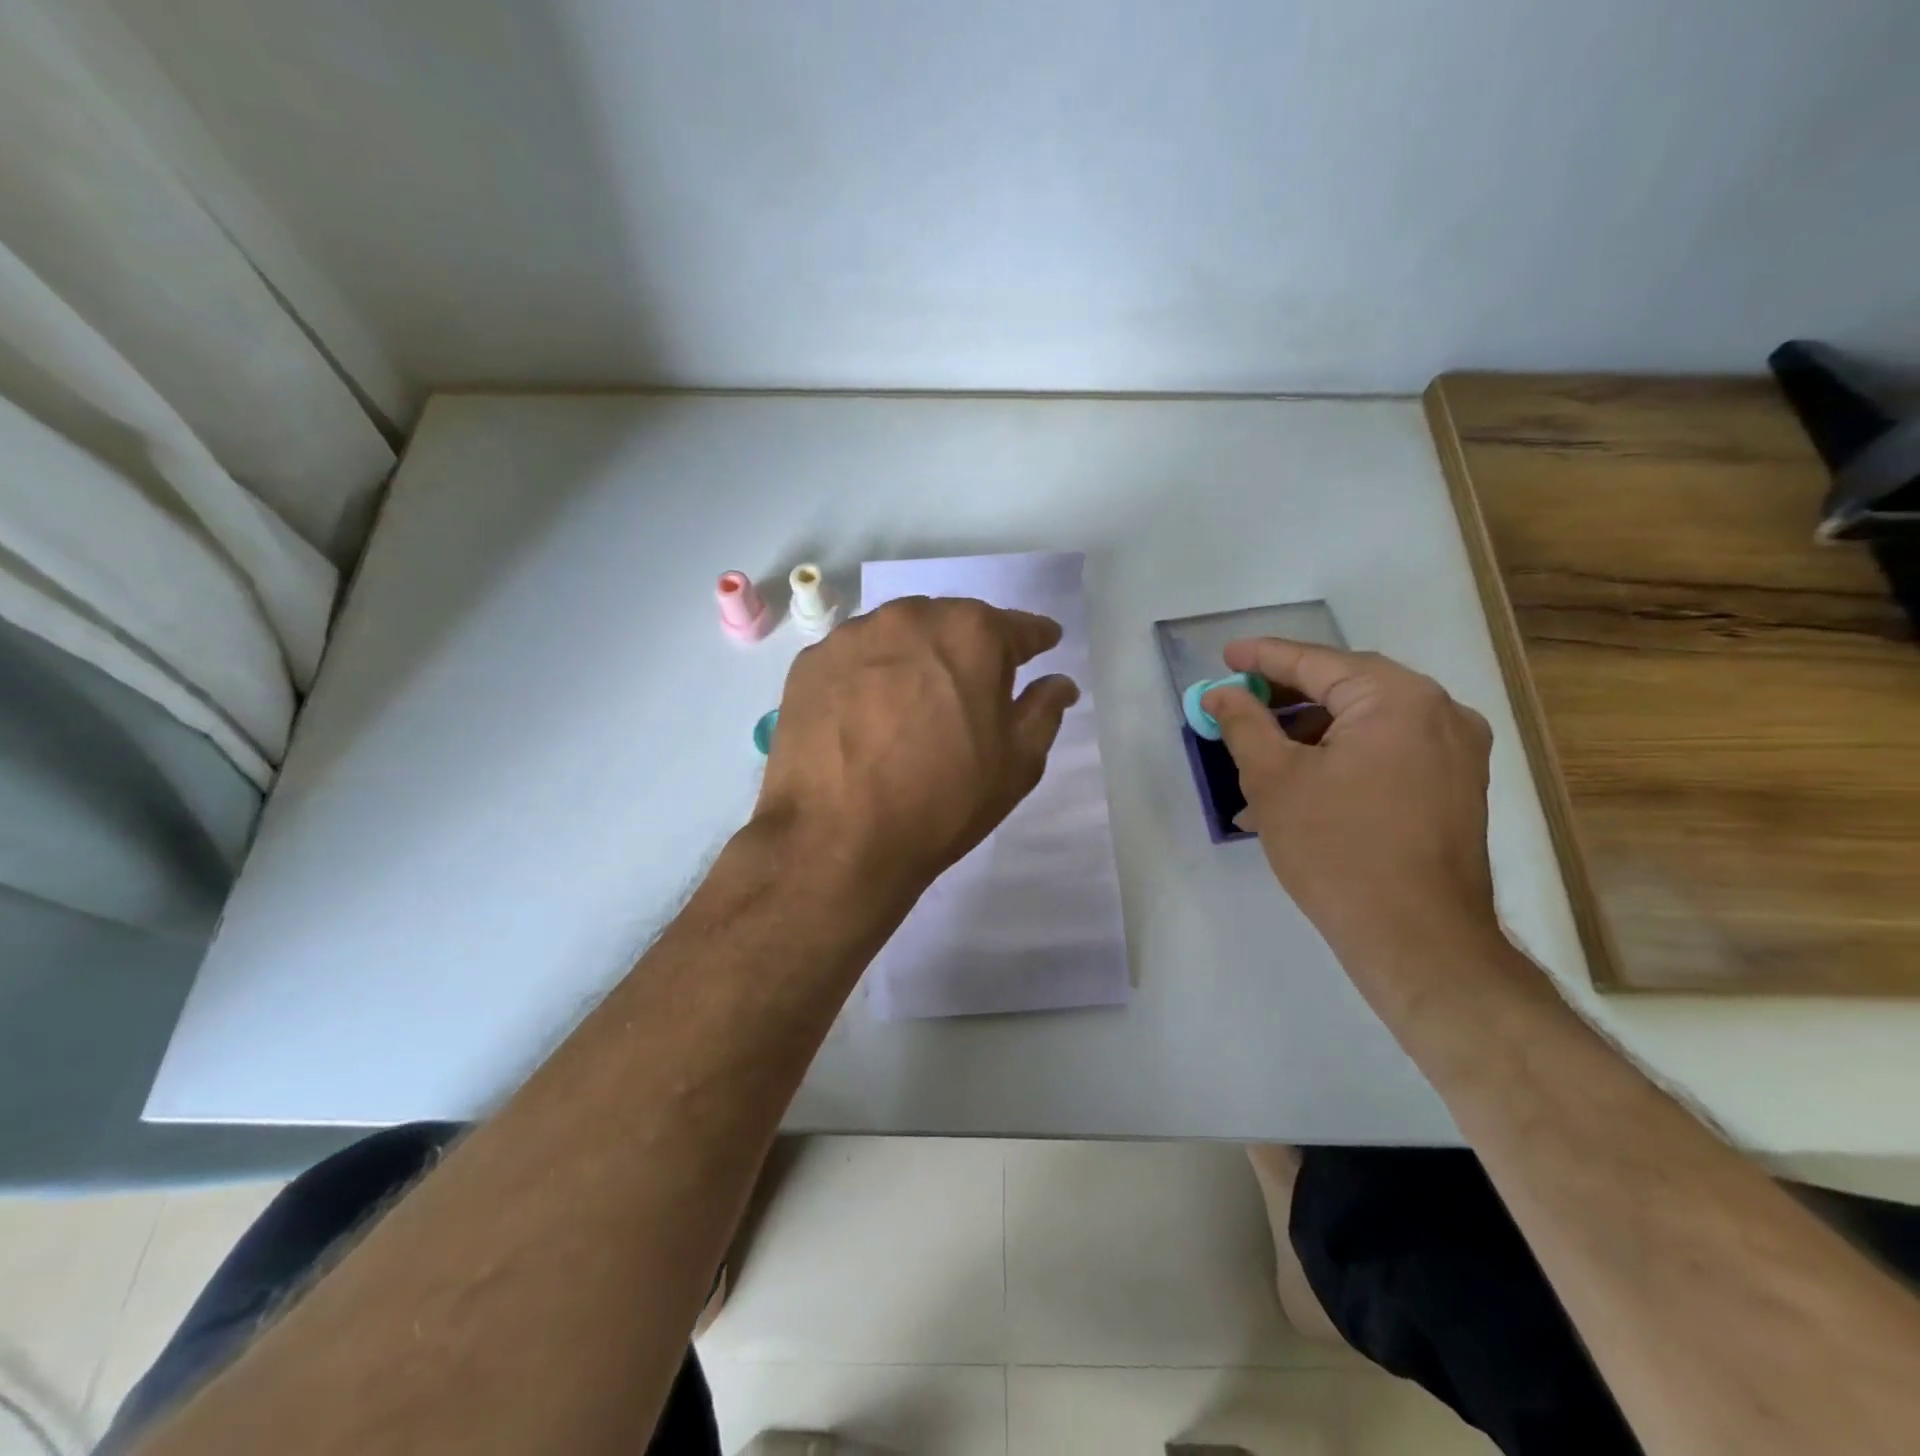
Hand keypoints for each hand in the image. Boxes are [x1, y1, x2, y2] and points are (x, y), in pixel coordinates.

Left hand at [755, 596, 1080, 902]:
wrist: (838, 839)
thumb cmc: (943, 800)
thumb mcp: (1016, 763)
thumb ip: (1043, 711)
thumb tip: (1059, 682)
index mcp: (972, 633)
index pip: (1018, 627)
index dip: (1035, 640)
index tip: (1043, 645)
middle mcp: (911, 617)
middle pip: (953, 624)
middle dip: (969, 649)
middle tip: (972, 687)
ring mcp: (853, 637)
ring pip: (899, 636)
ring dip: (915, 658)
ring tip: (915, 702)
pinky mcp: (811, 663)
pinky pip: (856, 659)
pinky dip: (870, 676)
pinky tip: (867, 713)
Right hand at [1203, 639, 1499, 975]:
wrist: (1417, 939)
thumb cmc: (1337, 848)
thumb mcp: (1273, 779)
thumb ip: (1244, 724)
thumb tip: (1221, 694)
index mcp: (1398, 699)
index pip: (1317, 663)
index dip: (1263, 658)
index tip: (1226, 655)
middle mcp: (1439, 713)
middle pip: (1345, 690)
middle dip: (1284, 703)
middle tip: (1237, 706)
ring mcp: (1455, 754)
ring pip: (1363, 728)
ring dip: (1307, 742)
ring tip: (1255, 769)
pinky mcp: (1454, 790)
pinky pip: (1385, 757)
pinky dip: (1338, 764)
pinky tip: (1295, 796)